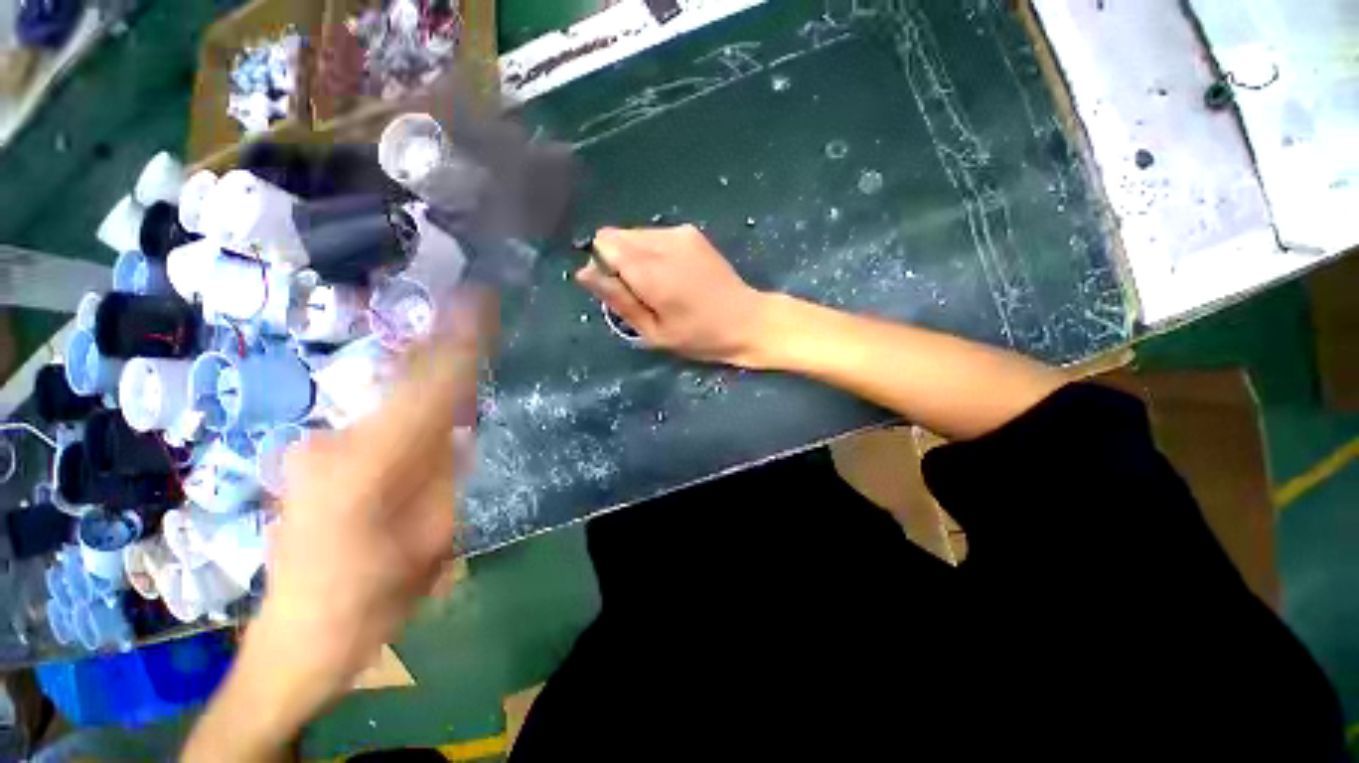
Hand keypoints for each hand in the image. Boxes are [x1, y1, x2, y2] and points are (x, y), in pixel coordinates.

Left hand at [184, 292, 492, 761]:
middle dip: (449, 358)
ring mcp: (316, 446)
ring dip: (431, 389)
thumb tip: (462, 428)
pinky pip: (377, 419)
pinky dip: (409, 414)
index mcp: (367, 467)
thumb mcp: (431, 541)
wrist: (295, 642)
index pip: (428, 387)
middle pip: (407, 384)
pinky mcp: (312, 456)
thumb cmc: (369, 602)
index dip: (459, 342)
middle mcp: (334, 442)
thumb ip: (448, 475)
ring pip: (391, 401)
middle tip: (482, 329)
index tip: (481, 298)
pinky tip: (424, 431)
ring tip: (462, 385)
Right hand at [578, 225, 769, 365]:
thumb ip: (618, 300)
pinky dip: (653, 252)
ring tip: (661, 285)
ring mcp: (680, 233)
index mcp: (651, 271)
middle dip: (617, 262)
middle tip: (643, 293)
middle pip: (615, 235)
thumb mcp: (653, 332)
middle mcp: (663, 241)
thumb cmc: (699, 337)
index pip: (603, 244)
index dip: (603, 267)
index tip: (622, 292)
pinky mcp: (691, 232)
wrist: (747, 321)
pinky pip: (654, 235)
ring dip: (636, 257)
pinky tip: (675, 275)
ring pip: (634, 234)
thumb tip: (583, 273)